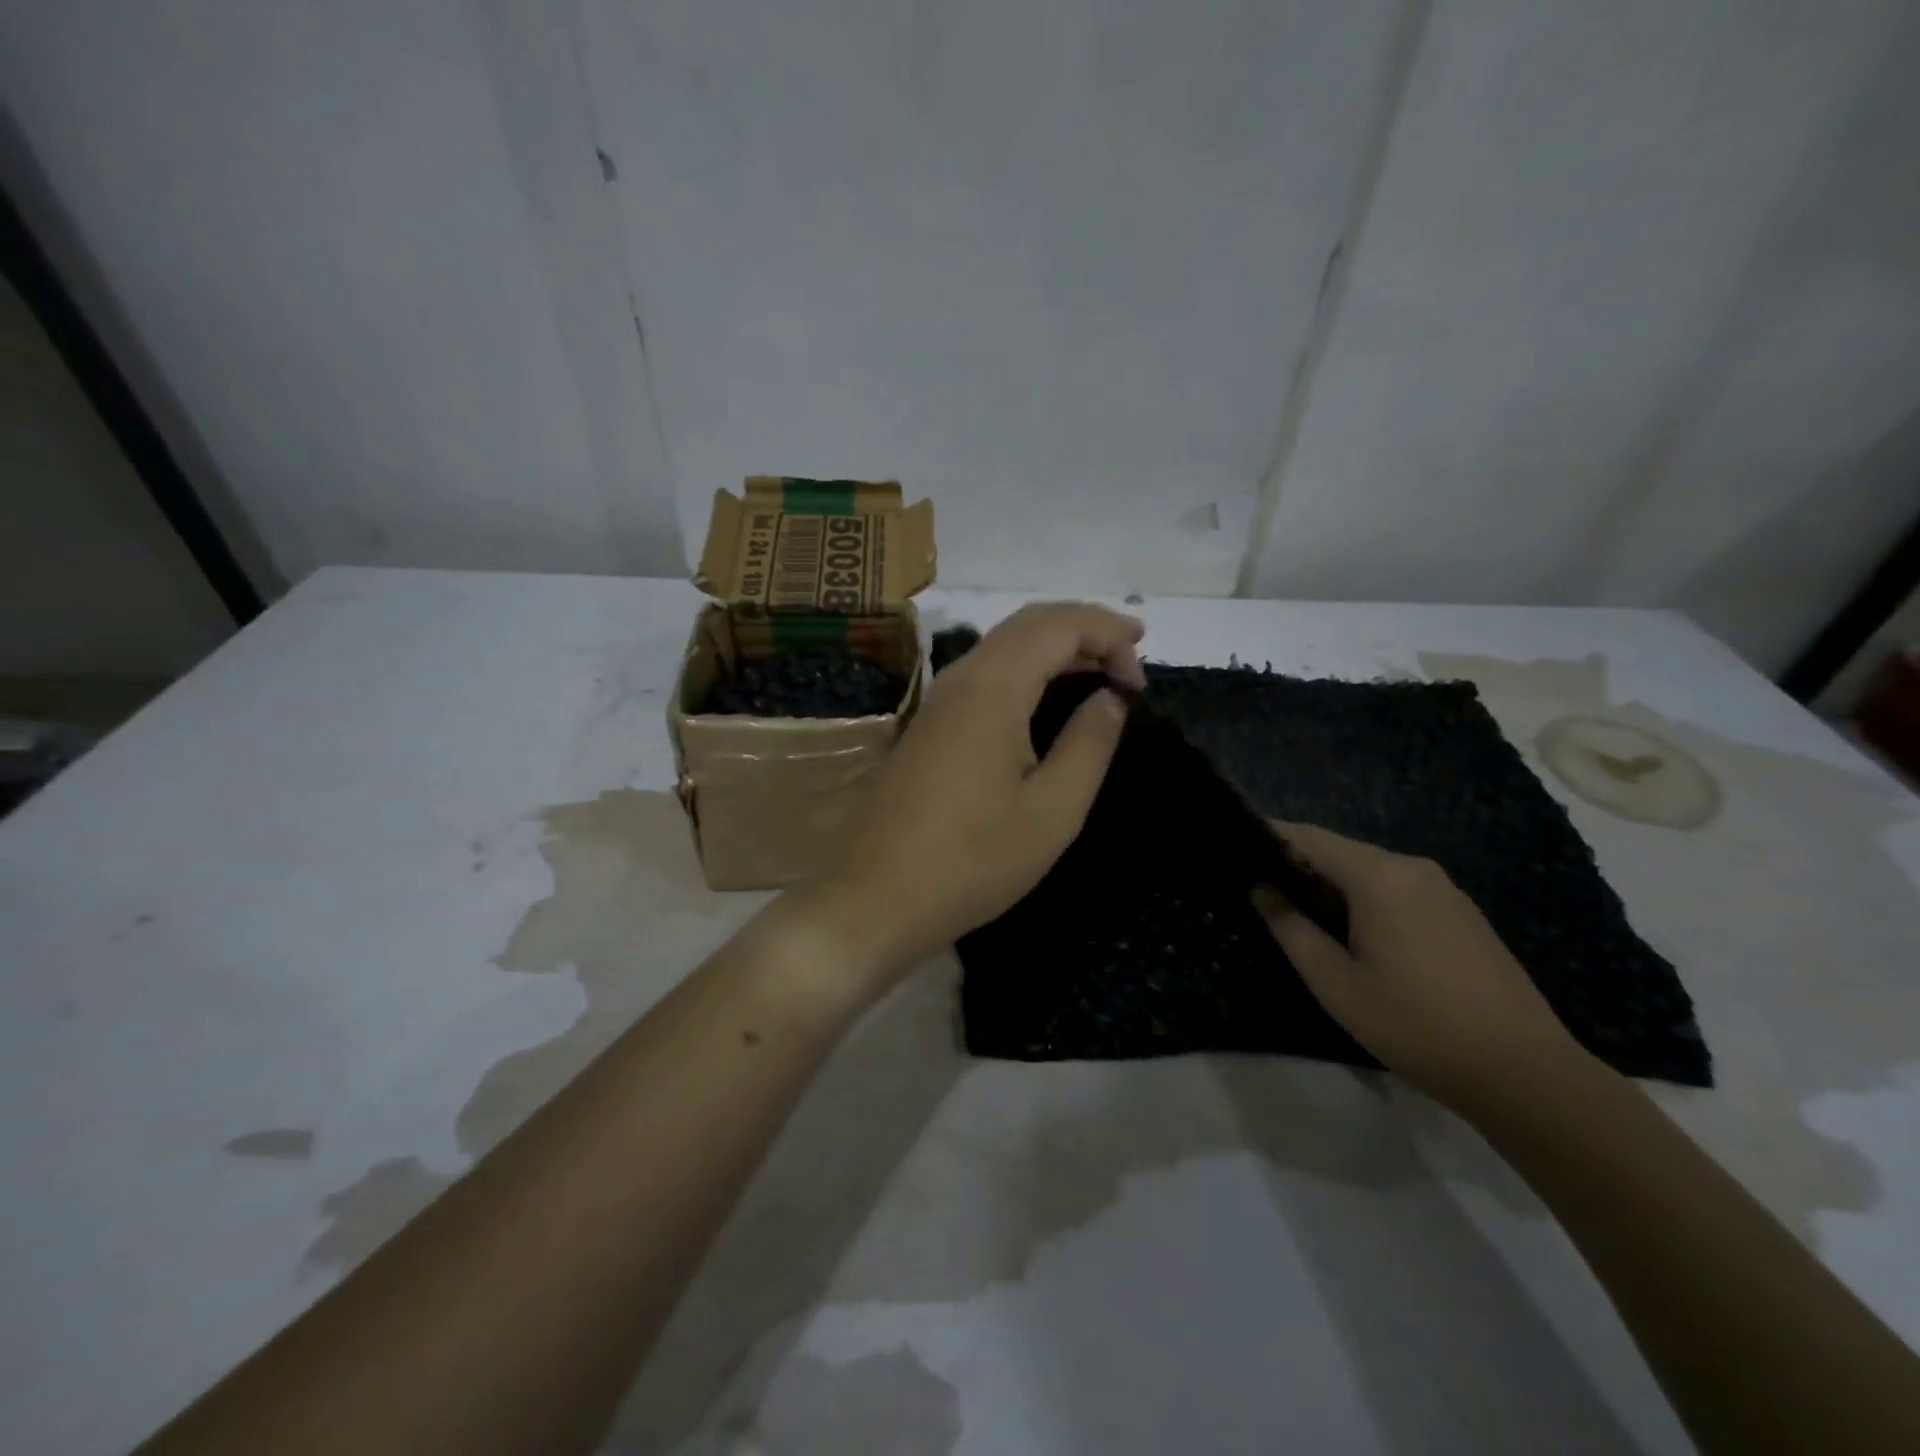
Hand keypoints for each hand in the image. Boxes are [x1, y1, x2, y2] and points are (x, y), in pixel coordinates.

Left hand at [805, 603, 1144, 986]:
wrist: (876, 898)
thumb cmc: (973, 861)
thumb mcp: (1052, 811)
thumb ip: (1089, 744)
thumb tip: (1110, 697)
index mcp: (992, 688)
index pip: (1058, 625)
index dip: (1108, 634)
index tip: (1142, 678)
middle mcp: (960, 679)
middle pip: (1028, 623)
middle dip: (1085, 628)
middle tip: (1132, 656)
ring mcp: (937, 701)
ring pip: (1003, 645)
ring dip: (1055, 646)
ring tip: (1100, 669)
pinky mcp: (927, 725)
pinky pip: (985, 673)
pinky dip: (1027, 669)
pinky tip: (1046, 698)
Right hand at [1253, 821, 1592, 1115]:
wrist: (1524, 1072)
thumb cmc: (1415, 1024)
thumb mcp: (1335, 983)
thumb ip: (1290, 929)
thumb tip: (1261, 890)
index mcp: (1379, 877)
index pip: (1309, 837)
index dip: (1269, 836)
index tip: (1234, 845)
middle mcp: (1413, 868)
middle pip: (1340, 850)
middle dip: (1298, 862)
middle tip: (1260, 886)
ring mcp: (1444, 889)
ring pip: (1370, 869)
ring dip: (1333, 882)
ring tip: (1300, 910)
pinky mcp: (1462, 912)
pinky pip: (1398, 887)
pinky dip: (1365, 895)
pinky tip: (1355, 930)